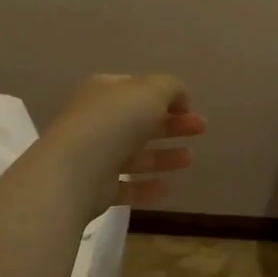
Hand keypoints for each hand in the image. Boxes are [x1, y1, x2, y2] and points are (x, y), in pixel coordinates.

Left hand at [44, 74, 206, 212]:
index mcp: (105, 92)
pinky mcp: (95, 188)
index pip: (138, 89)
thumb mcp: (151, 91)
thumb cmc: (115, 122)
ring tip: (190, 159)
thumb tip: (181, 98)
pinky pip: (125, 186)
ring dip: (163, 156)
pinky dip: (145, 187)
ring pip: (135, 155)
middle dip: (172, 125)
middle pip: (140, 122)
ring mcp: (94, 155)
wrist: (76, 169)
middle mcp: (97, 121)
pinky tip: (167, 188)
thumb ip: (171, 88)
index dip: (166, 96)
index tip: (190, 107)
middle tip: (201, 129)